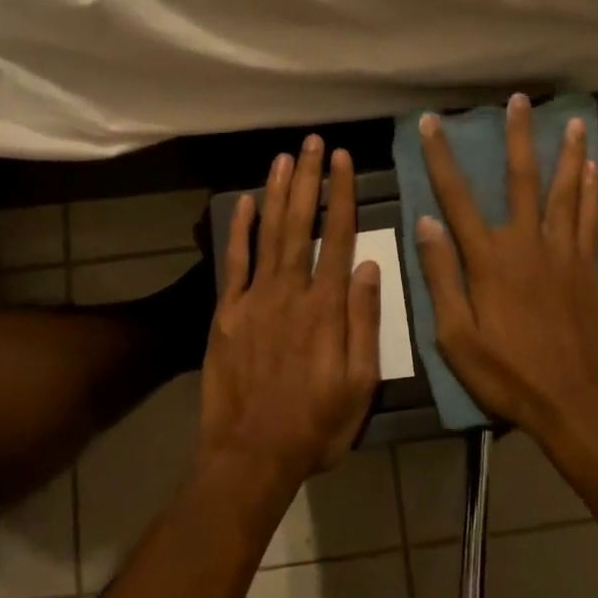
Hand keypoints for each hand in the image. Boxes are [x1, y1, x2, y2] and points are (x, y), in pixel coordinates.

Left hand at [199, 137, 381, 490]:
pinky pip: (234, 263)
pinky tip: (244, 201)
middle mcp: (291, 291)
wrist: (251, 455)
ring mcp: (255, 299)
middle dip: (309, 179)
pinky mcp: (227, 313)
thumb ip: (365, 322)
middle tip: (312, 142)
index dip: (342, 195)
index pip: (340, 237)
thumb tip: (371, 267)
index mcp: (327, 307)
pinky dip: (239, 230)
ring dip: (278, 192)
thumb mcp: (360, 383)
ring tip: (284, 157)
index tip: (343, 160)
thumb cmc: (316, 424)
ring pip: (270, 233)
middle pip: (302, 224)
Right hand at [414, 96, 597, 439]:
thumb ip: (442, 276)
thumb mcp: (456, 336)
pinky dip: (593, 191)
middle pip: (521, 179)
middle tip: (519, 100)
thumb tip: (426, 222)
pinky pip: (592, 219)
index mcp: (488, 259)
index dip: (441, 157)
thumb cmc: (507, 374)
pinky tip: (596, 169)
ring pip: (565, 191)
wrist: (576, 403)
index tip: (431, 122)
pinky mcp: (589, 268)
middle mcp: (527, 244)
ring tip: (573, 121)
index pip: (456, 197)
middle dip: (518, 137)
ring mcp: (563, 253)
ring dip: (568, 153)